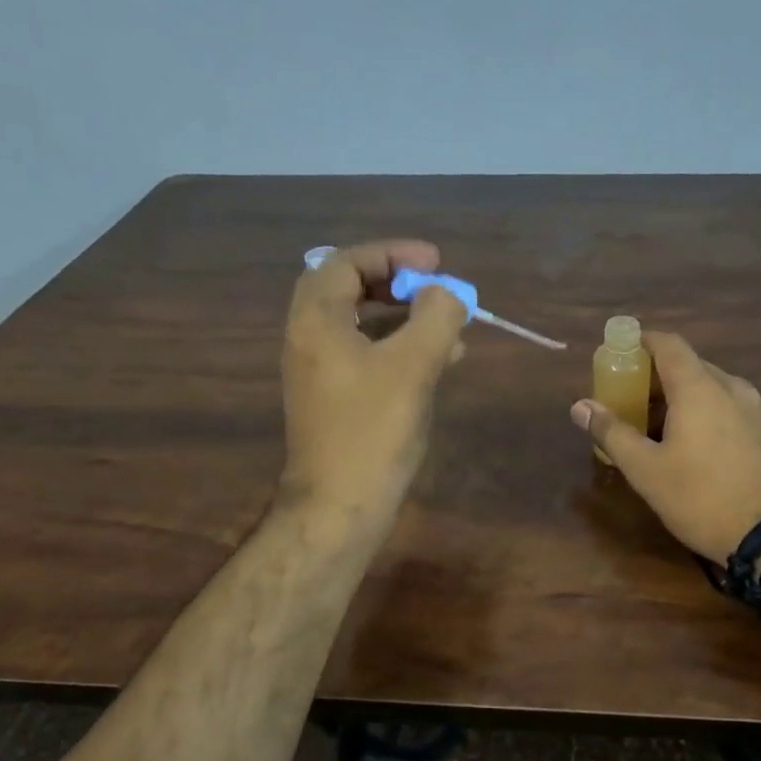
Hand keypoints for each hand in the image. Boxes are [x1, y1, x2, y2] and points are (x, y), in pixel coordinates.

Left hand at [280, 239, 467, 527]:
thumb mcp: (413, 365)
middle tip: (435, 289)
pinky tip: (439, 362)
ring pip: (362, 324)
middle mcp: (309, 339)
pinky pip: (367, 356)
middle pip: (349, 289)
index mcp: (317, 321)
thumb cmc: (373, 430)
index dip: (392, 254)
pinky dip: (400, 348)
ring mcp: (320, 372)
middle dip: (397, 283)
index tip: (435, 262)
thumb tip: (447, 295)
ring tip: (450, 327)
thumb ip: (435, 317)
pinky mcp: (335, 400)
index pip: (346, 262)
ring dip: (404, 317)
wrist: (339, 506)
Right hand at [570, 332, 760, 562]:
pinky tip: (701, 447)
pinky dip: (710, 413)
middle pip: (690, 366)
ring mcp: (759, 408)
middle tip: (633, 402)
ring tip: (663, 429)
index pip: (669, 344)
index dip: (642, 342)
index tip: (621, 353)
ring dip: (685, 398)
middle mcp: (733, 387)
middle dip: (658, 378)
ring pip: (714, 388)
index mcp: (699, 388)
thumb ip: (612, 432)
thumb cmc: (701, 498)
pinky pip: (734, 408)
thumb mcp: (646, 470)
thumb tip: (580, 406)